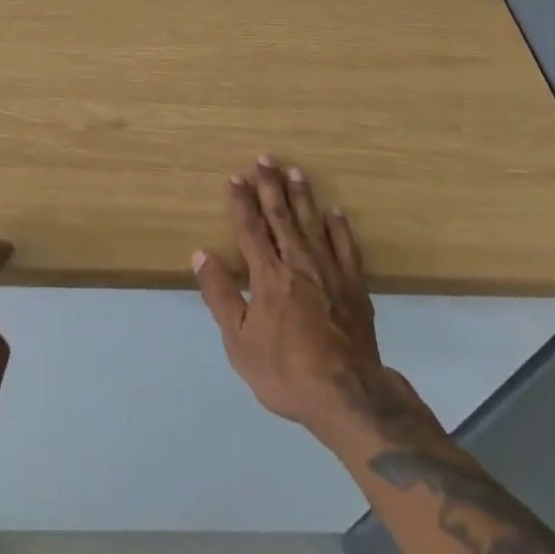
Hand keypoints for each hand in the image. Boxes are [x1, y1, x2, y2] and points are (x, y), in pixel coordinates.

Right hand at [192, 157, 443, 452]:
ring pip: (312, 223)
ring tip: (296, 171)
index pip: (250, 228)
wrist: (347, 396)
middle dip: (270, 185)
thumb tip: (201, 254)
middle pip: (281, 216)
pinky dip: (339, 227)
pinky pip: (346, 247)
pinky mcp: (354, 285)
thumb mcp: (239, 342)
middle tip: (265, 158)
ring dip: (302, 196)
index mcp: (267, 275)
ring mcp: (329, 271)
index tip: (235, 177)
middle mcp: (297, 262)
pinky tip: (335, 212)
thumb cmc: (286, 370)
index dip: (241, 201)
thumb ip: (220, 295)